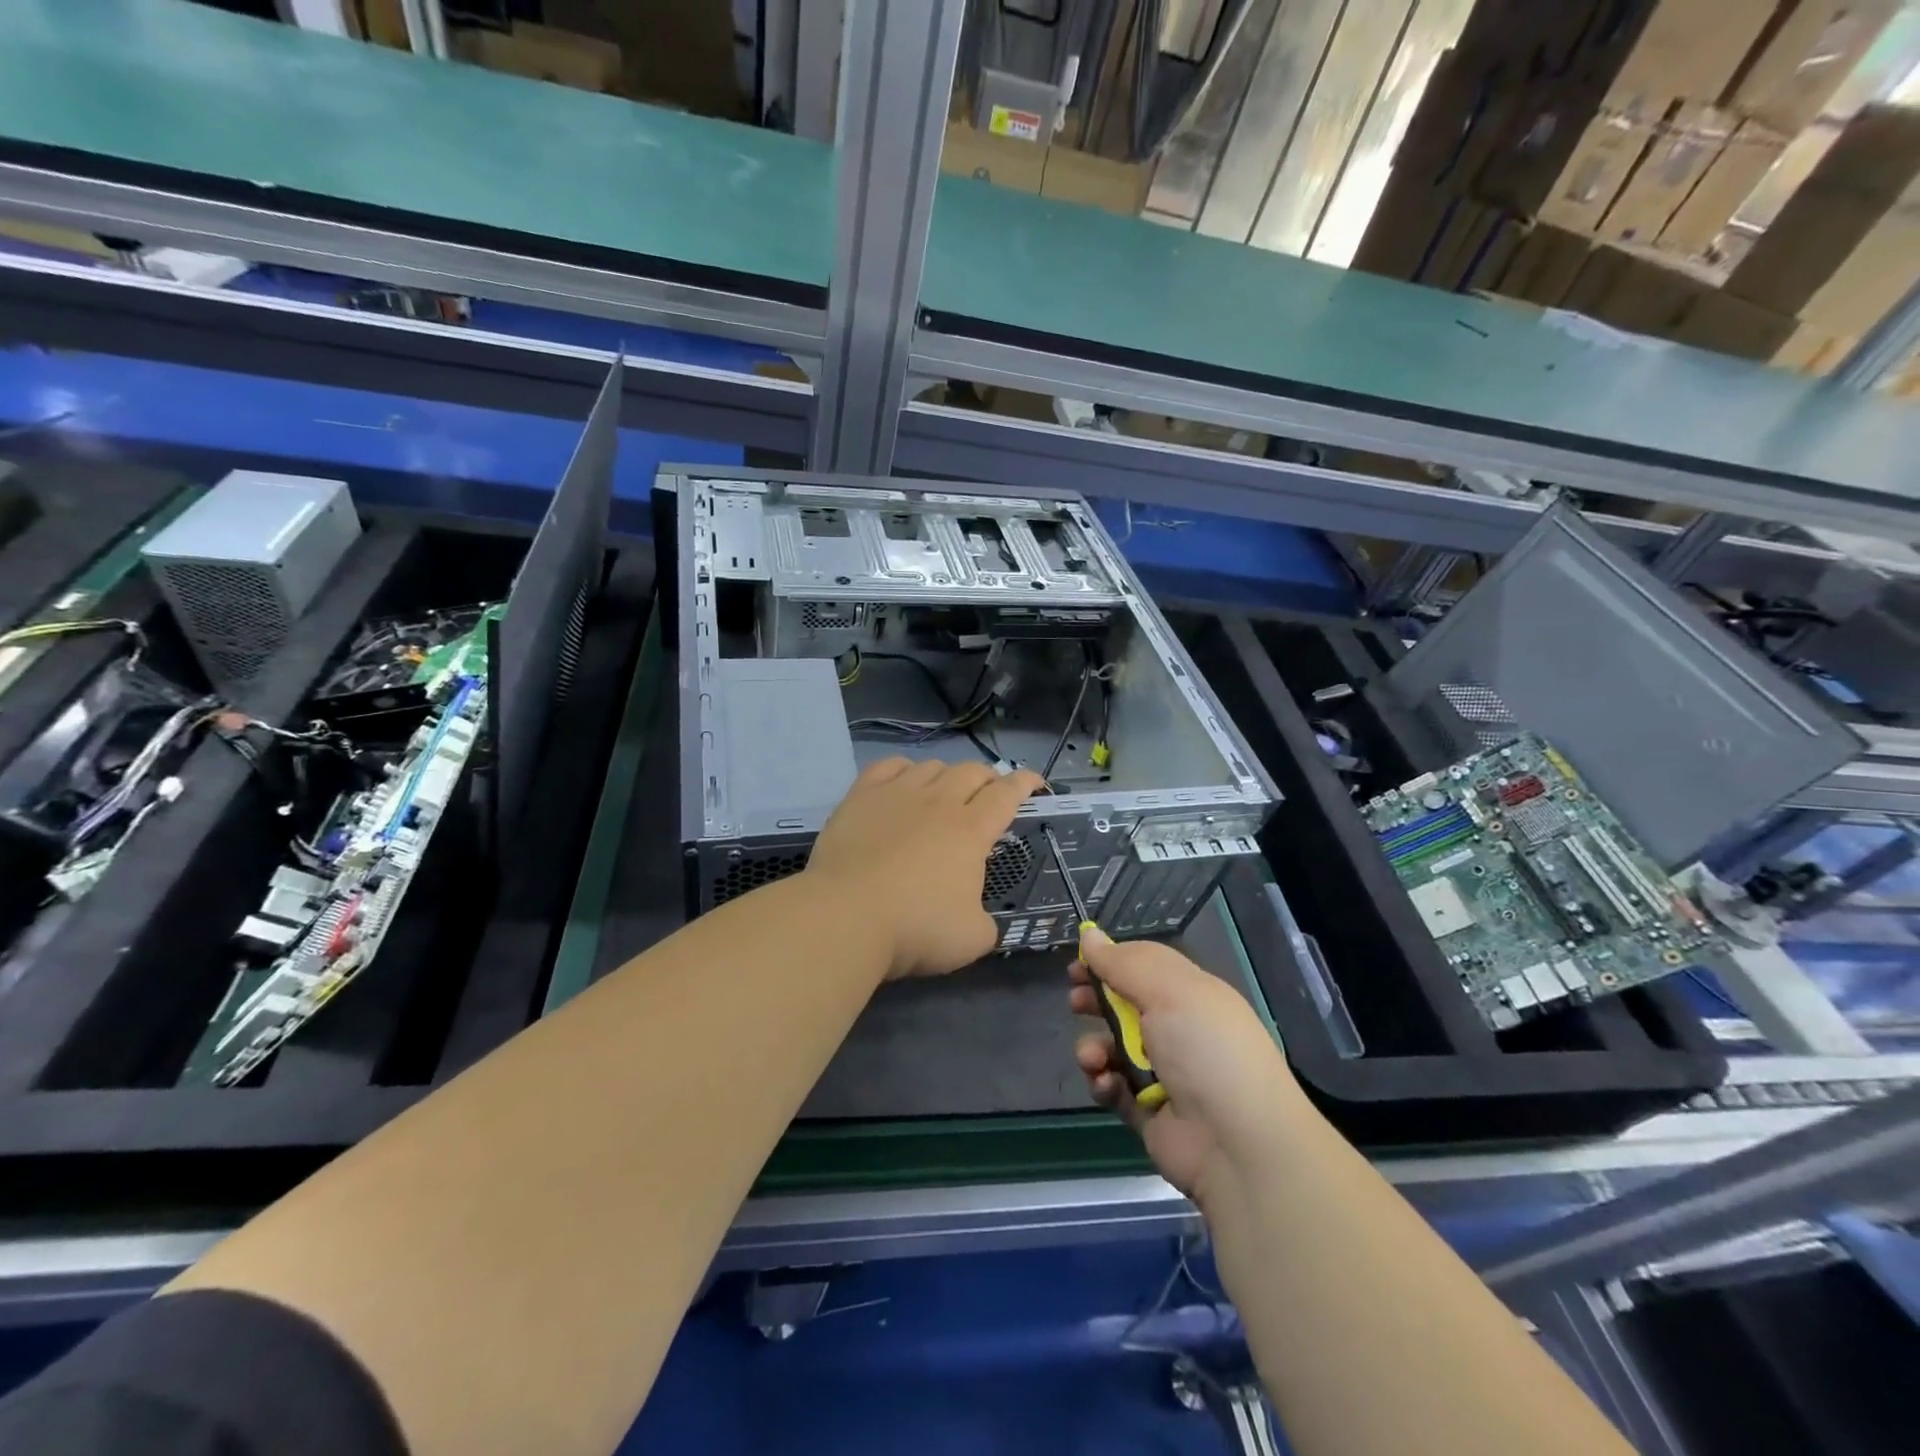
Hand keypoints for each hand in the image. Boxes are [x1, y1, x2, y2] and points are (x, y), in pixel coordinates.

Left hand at [806, 758, 1044, 978]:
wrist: (846, 916)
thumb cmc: (916, 927)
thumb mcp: (971, 939)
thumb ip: (986, 923)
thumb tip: (979, 919)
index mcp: (971, 831)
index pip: (1007, 794)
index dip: (1025, 783)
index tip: (1035, 782)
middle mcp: (938, 802)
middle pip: (971, 772)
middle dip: (988, 778)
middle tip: (990, 792)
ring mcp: (897, 794)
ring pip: (932, 766)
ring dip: (947, 774)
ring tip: (946, 790)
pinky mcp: (861, 797)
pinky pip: (888, 766)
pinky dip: (904, 768)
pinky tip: (904, 779)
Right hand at [1069, 928, 1301, 1208]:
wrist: (1239, 1146)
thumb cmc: (1206, 1050)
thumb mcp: (1168, 991)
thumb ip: (1123, 963)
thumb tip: (1089, 933)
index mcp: (1191, 995)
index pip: (1144, 967)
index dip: (1111, 961)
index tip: (1079, 962)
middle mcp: (1178, 1030)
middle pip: (1124, 1005)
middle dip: (1095, 1000)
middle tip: (1075, 1002)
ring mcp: (1163, 1072)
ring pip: (1112, 1047)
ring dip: (1093, 1047)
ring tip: (1093, 1058)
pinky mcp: (1148, 1111)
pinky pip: (1113, 1088)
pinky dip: (1103, 1083)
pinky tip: (1105, 1083)